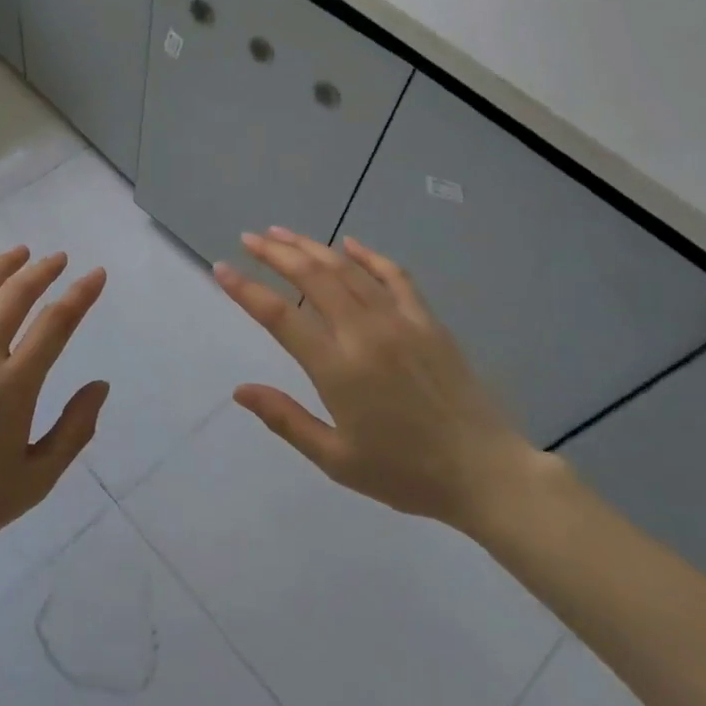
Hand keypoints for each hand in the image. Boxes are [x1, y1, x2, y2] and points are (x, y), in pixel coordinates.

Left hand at [0, 247, 108, 553]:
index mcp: (13, 386)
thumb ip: (75, 430)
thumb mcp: (37, 479)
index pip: (56, 324)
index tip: (95, 275)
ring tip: (17, 253)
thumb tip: (100, 385)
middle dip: (41, 271)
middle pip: (13, 297)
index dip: (80, 295)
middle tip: (57, 258)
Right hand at [214, 228, 544, 534]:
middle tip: (249, 238)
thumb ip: (286, 420)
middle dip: (276, 253)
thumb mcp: (336, 459)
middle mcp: (365, 333)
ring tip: (283, 233)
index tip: (221, 269)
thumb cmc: (405, 473)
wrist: (485, 472)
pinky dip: (369, 255)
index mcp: (338, 368)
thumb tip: (240, 390)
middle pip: (312, 277)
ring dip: (312, 247)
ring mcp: (400, 321)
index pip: (280, 316)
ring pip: (347, 270)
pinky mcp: (428, 320)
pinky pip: (394, 276)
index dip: (246, 290)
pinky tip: (349, 244)